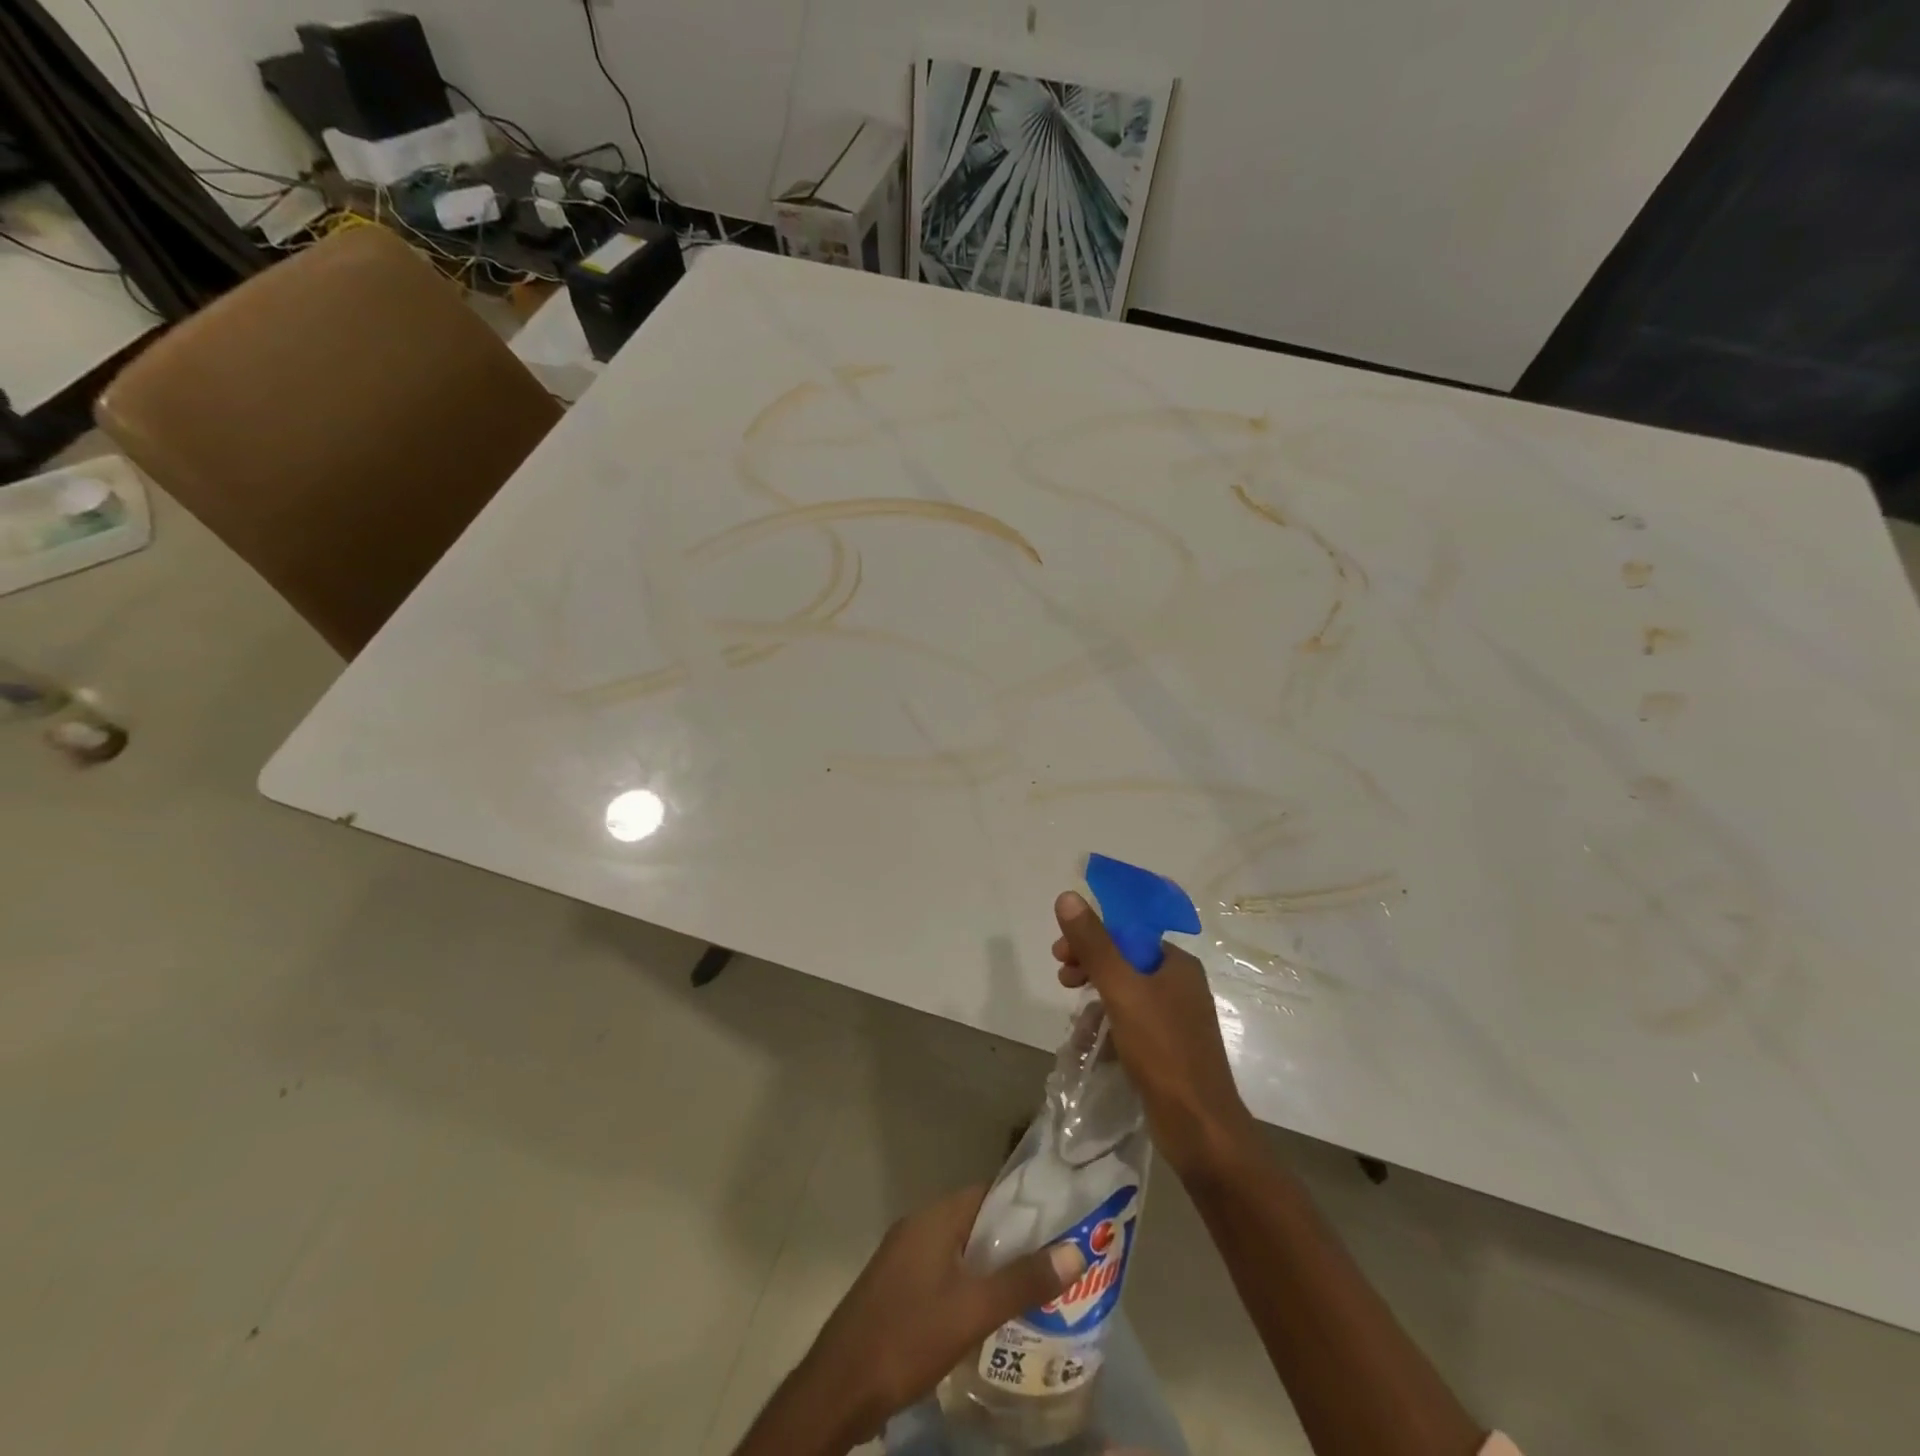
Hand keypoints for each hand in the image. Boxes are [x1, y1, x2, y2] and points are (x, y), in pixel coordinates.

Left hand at [734, 1185, 1085, 1455]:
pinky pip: (943, 1274)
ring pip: (959, 1251)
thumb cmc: (906, 1337)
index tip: (1060, 1219)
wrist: (837, 1390)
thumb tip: (1076, 1249)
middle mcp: (917, 1229)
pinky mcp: (895, 1291)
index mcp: (933, 1219)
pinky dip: (968, 1286)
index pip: (987, 1192)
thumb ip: (1023, 1282)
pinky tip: (989, 1317)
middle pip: (975, 1222)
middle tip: (1056, 1260)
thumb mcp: (972, 1311)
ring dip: (992, 1266)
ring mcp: (902, 1260)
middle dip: (1013, 1239)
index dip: (1023, 1203)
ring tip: (1034, 1289)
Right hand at [1053, 890, 1257, 1181]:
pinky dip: (1109, 1024)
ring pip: (1126, 994)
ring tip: (1074, 1016)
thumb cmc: (1162, 1050)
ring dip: (1096, 997)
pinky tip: (1091, 1042)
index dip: (1091, 937)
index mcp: (1177, 964)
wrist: (1200, 1127)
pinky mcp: (1170, 1050)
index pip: (1127, 934)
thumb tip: (1067, 896)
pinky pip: (1132, 1023)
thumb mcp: (1121, 990)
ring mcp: (1177, 1020)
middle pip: (1125, 961)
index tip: (1060, 953)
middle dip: (1090, 966)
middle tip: (1062, 978)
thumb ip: (1094, 943)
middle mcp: (1181, 986)